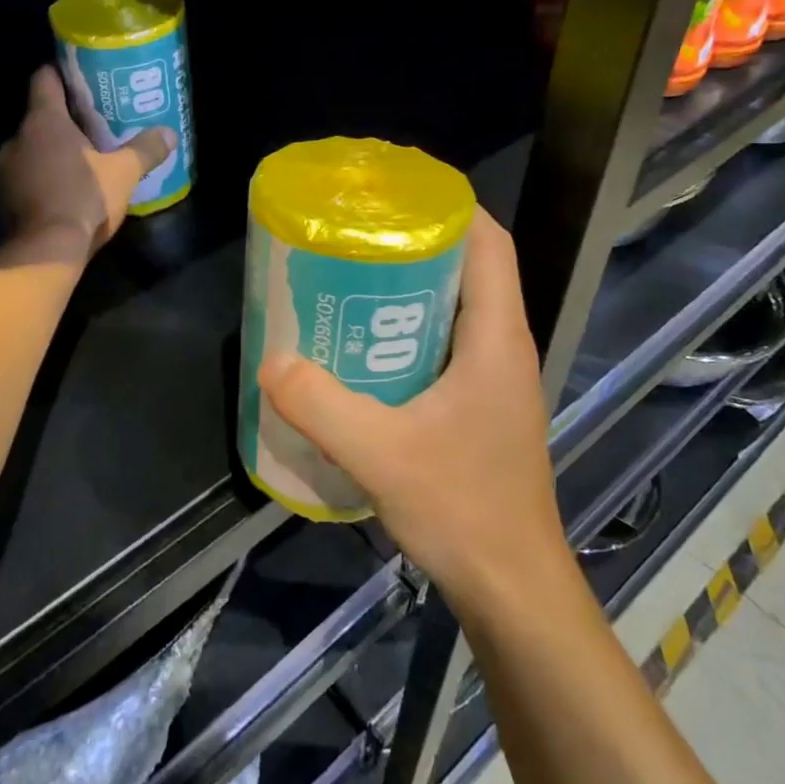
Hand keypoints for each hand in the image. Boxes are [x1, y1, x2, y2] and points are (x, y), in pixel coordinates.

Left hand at [0, 66, 175, 259]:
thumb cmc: (85, 198)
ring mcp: (8, 168)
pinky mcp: (8, 196)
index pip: (45, 79)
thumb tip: (169, 133)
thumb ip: (146, 149)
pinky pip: (31, 172)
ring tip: (88, 153)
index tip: (83, 74)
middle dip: (68, 116)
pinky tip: (72, 184)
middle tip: (97, 119)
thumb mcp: (124, 173)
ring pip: (35, 145)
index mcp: (44, 121)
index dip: (63, 72)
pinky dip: (48, 172)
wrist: (46, 251)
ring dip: (57, 148)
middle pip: (42, 114)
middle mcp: (19, 138)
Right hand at [257, 212, 576, 619]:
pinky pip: (445, 346)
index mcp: (496, 338)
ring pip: (455, 309)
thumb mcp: (383, 455)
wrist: (513, 589)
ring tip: (347, 285)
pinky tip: (362, 352)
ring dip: (408, 290)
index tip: (394, 194)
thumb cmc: (464, 511)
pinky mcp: (481, 407)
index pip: (489, 244)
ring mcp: (494, 380)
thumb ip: (322, 407)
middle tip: (353, 239)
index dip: (449, 207)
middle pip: (468, 269)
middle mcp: (502, 347)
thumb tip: (271, 361)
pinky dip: (408, 332)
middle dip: (414, 243)